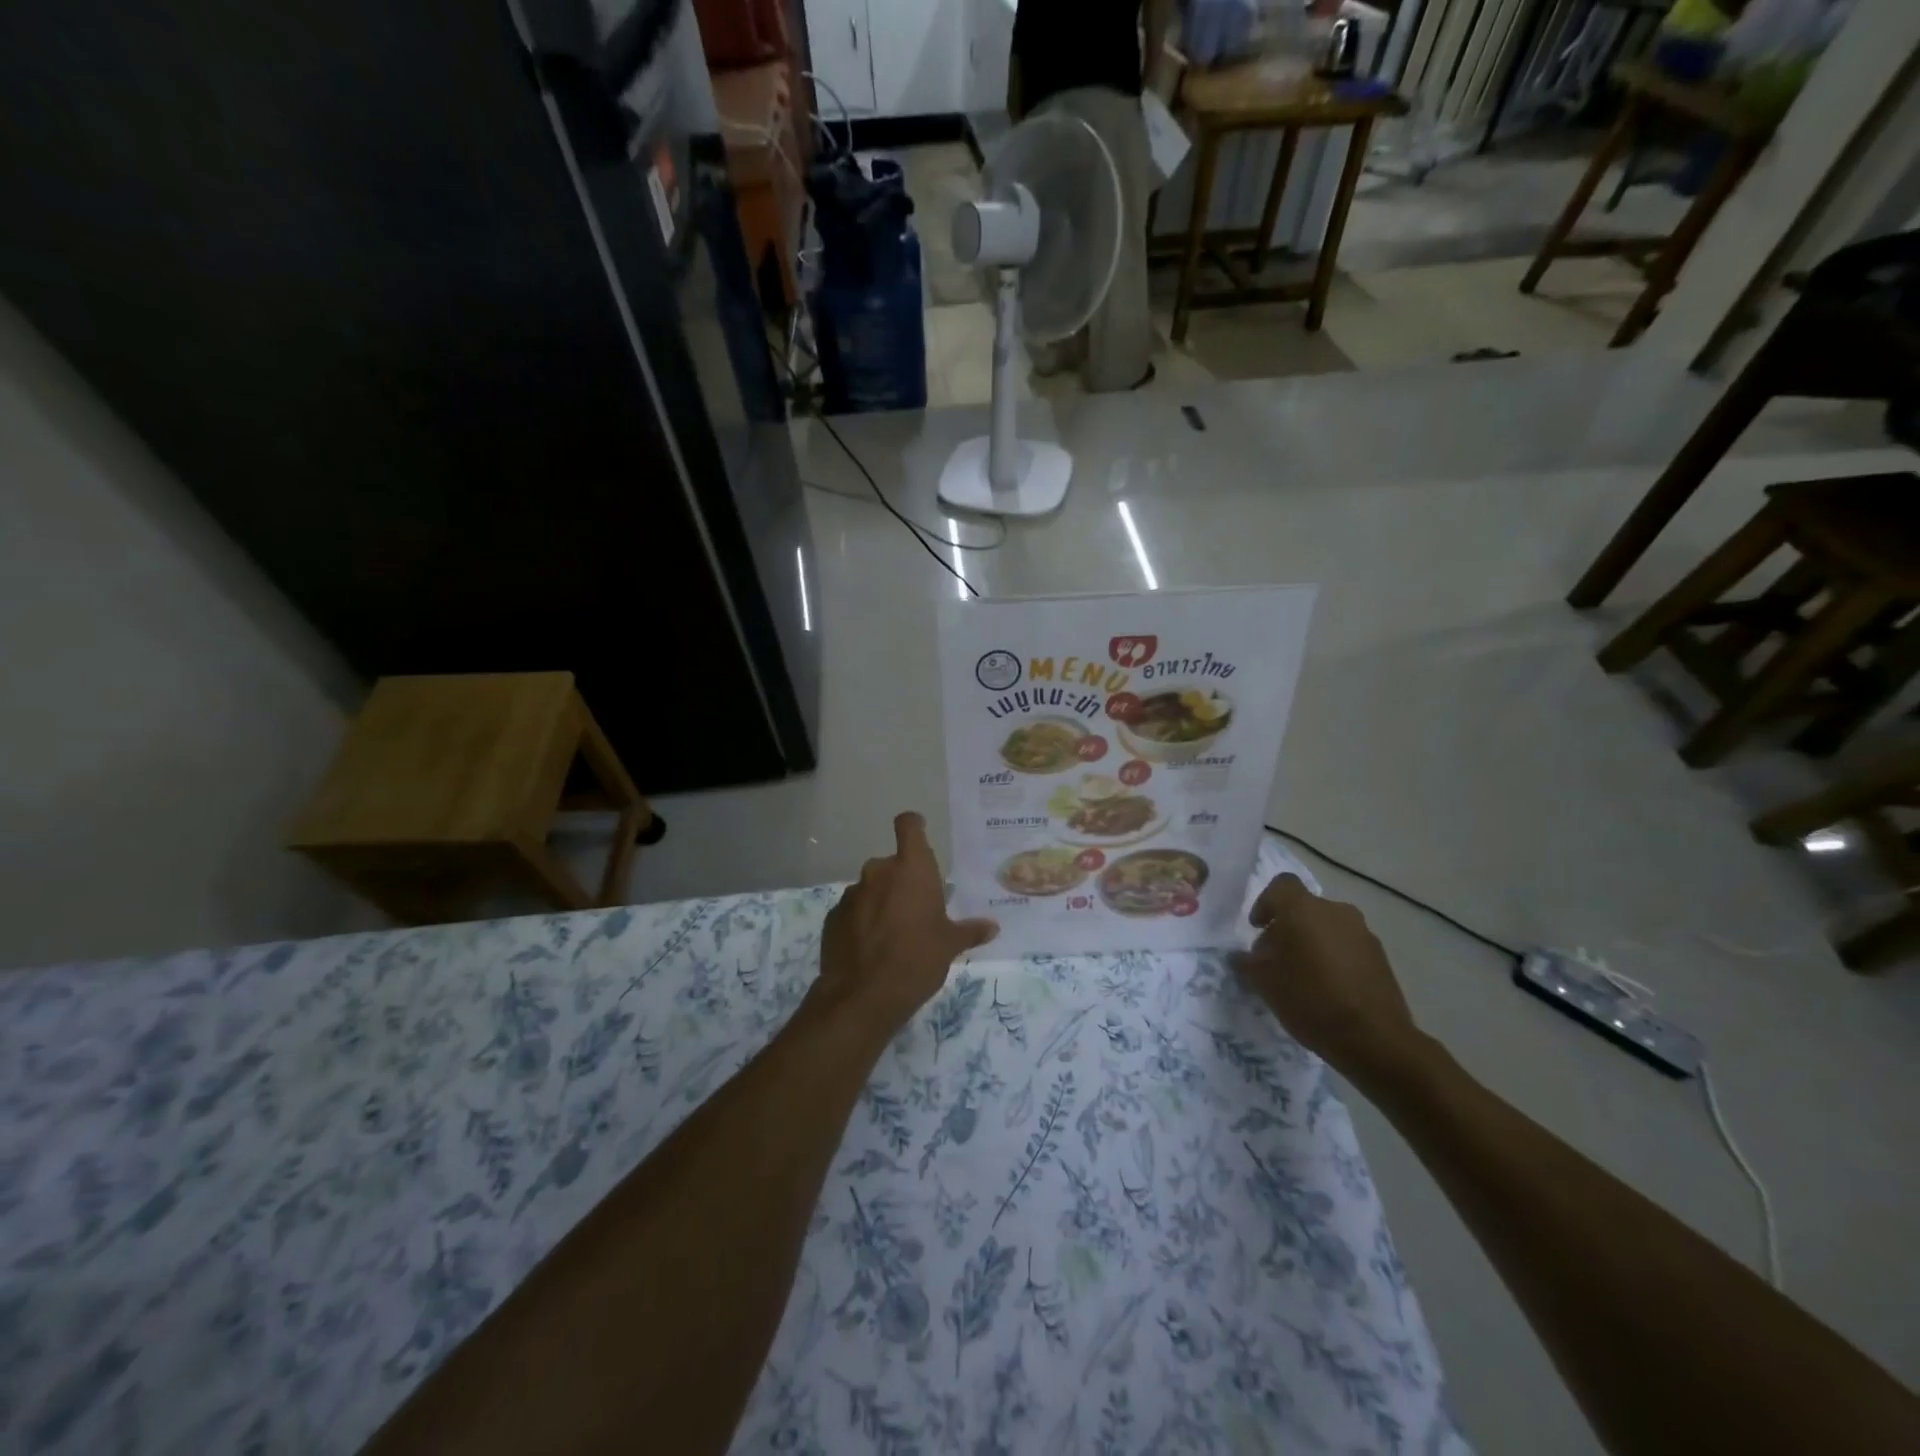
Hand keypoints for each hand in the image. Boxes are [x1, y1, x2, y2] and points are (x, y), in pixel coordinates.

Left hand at [813, 813, 997, 1036]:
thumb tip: (992, 927)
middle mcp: (879, 871)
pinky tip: (871, 949)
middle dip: (903, 881)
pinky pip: (854, 910)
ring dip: (882, 902)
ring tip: (893, 935)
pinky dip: (862, 921)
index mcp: (911, 869)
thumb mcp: (950, 946)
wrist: (862, 996)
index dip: (914, 826)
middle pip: (893, 864)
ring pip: (872, 888)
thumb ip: (970, 931)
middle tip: (917, 911)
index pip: (909, 826)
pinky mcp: (832, 916)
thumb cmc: (916, 960)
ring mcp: (852, 893)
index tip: (920, 833)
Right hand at [1227, 875, 1426, 1086]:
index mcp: (1303, 909)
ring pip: (1328, 927)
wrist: (1374, 1038)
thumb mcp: (1263, 982)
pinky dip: (1334, 958)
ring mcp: (1362, 933)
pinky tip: (1328, 988)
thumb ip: (1246, 962)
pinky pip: (1348, 946)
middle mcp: (1335, 911)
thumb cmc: (1309, 999)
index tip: (1258, 928)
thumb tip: (1240, 956)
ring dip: (1313, 942)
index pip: (1281, 885)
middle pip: (1304, 908)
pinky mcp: (1381, 957)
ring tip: (1303, 976)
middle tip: (1276, 958)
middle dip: (1288, 927)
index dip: (1265, 903)